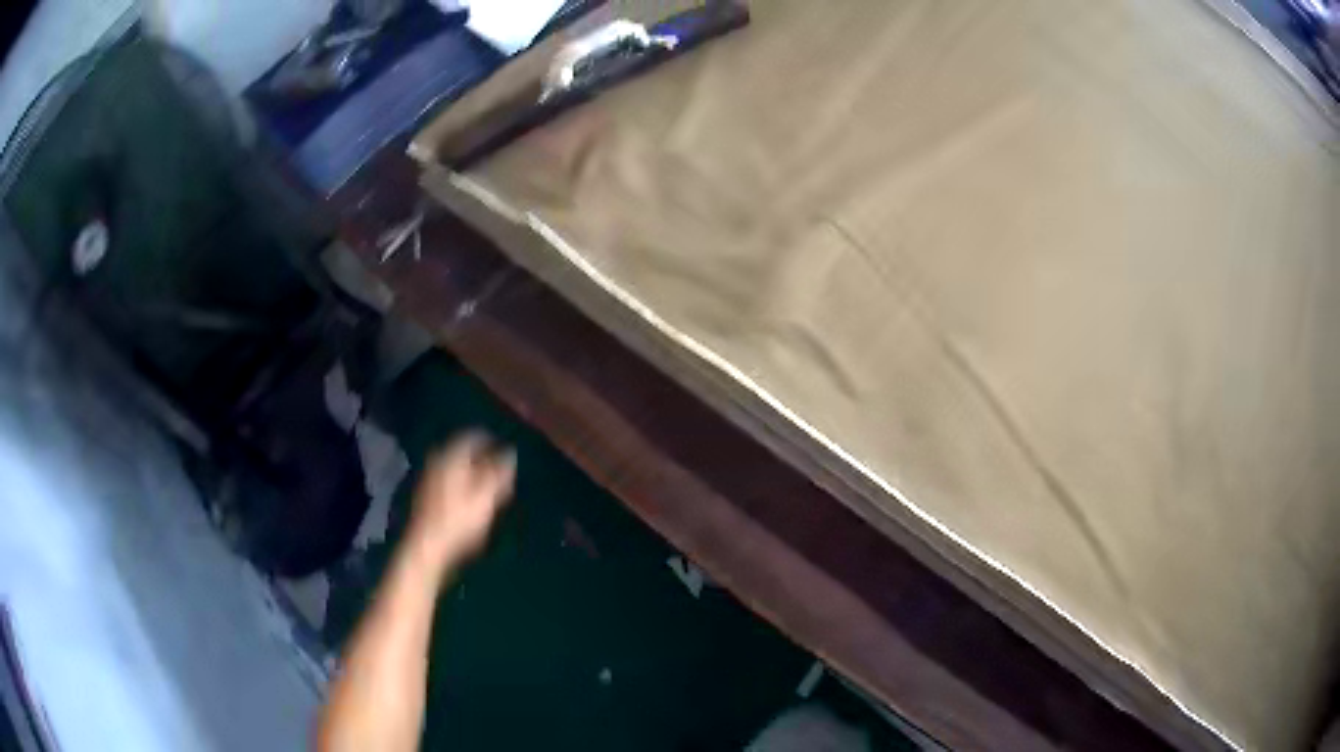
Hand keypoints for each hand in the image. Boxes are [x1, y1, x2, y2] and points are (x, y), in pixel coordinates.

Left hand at [404, 431, 515, 574]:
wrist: (427, 547)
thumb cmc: (460, 520)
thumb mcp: (487, 496)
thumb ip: (499, 472)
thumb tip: (510, 453)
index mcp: (451, 455)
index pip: (473, 435)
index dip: (492, 441)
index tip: (506, 451)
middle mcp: (437, 460)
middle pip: (462, 451)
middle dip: (482, 458)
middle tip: (499, 469)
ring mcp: (428, 477)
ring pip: (455, 466)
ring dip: (472, 472)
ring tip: (489, 486)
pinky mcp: (425, 495)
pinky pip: (448, 480)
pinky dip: (461, 484)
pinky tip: (470, 500)